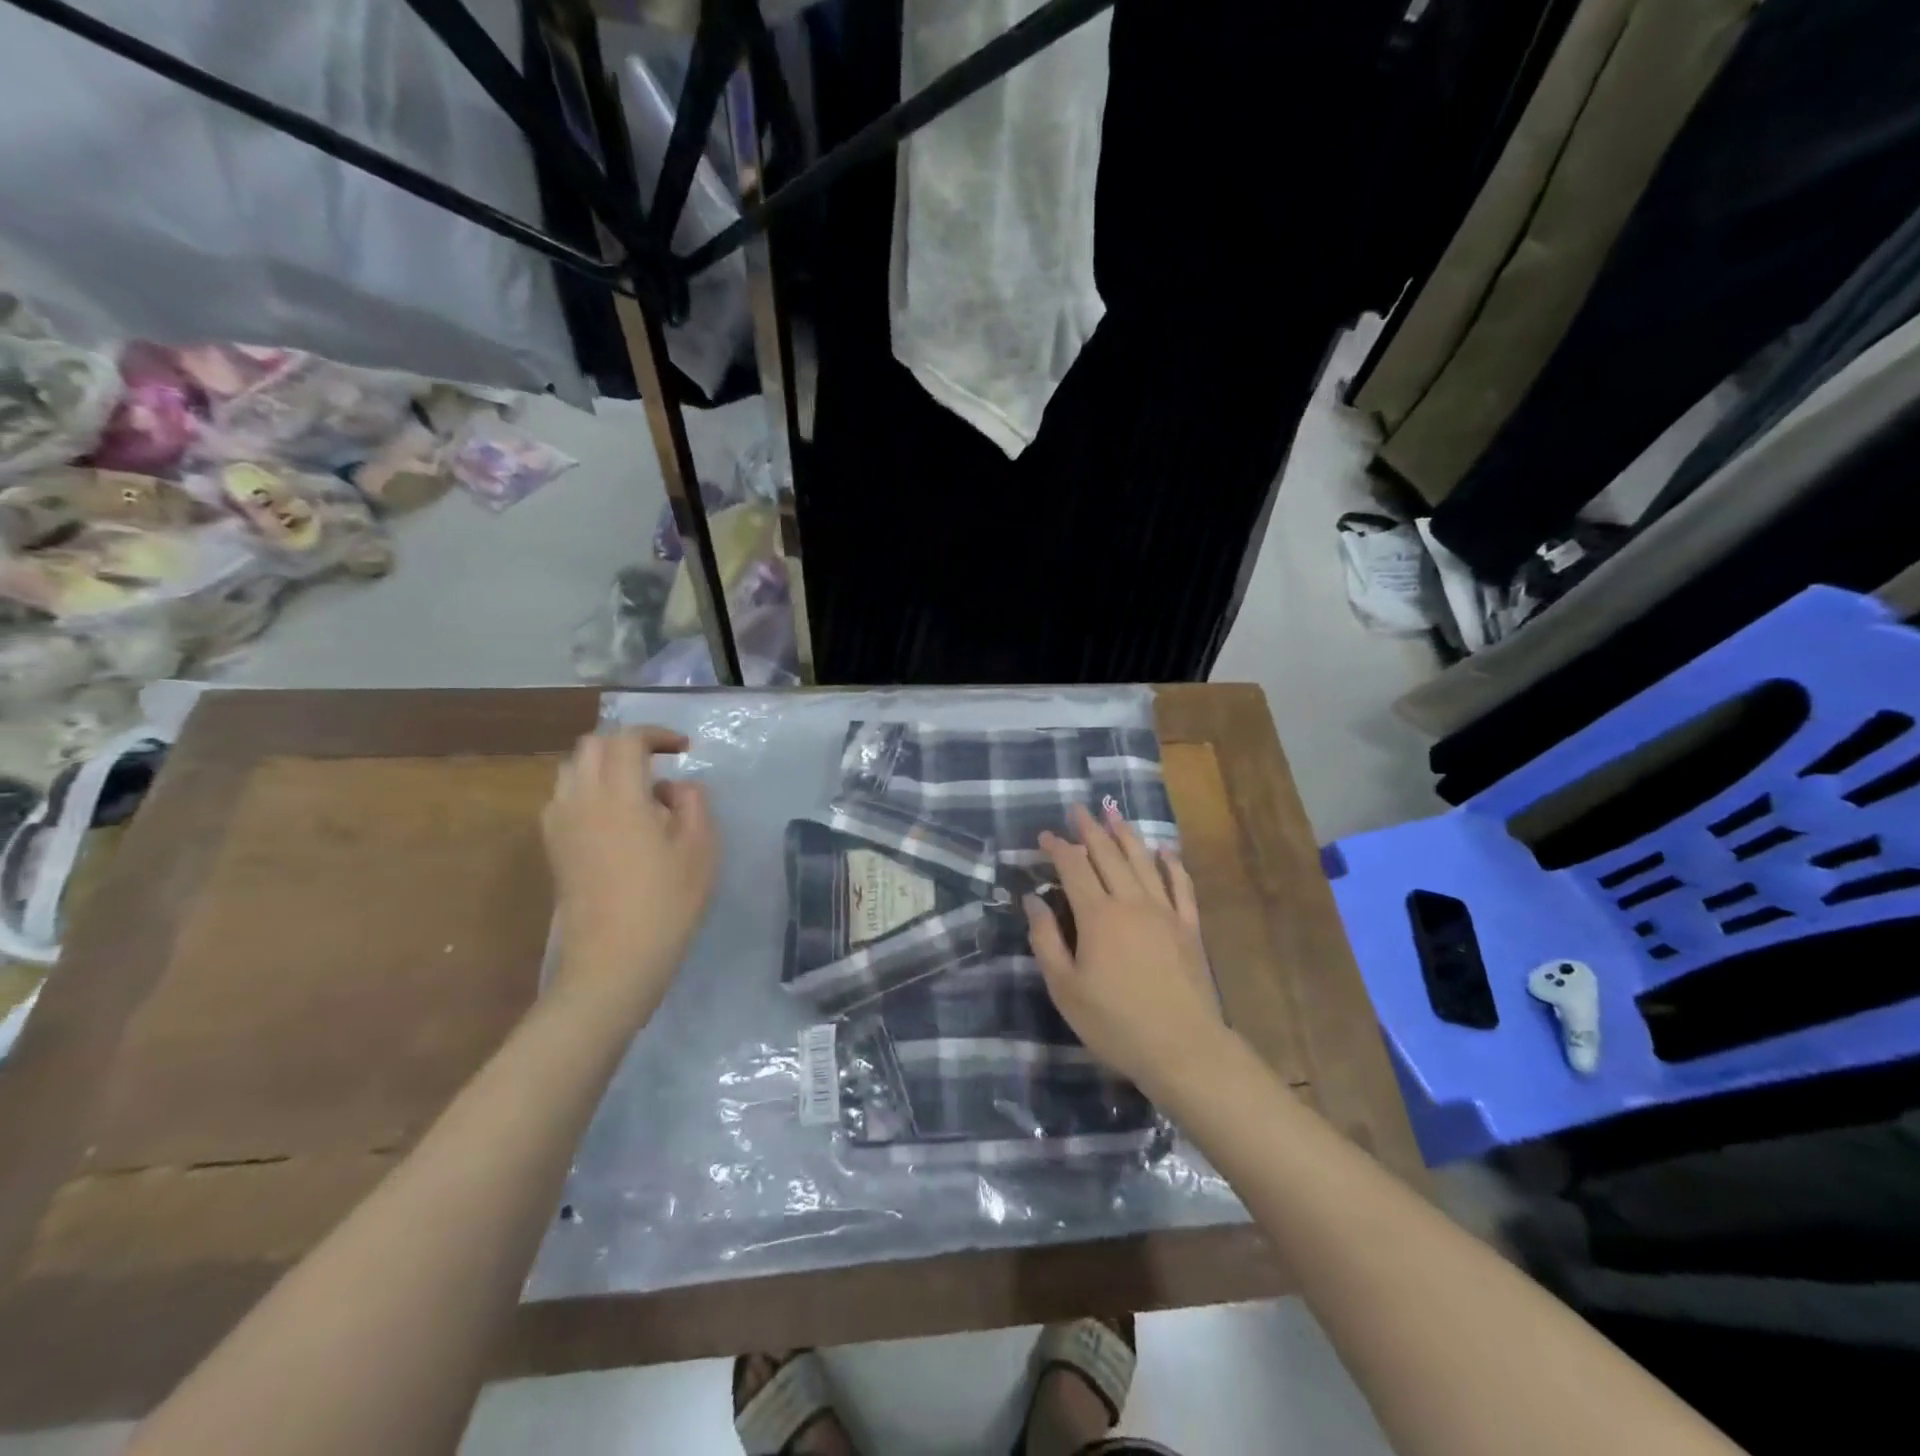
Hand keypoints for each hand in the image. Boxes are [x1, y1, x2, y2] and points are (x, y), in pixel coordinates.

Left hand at [541, 727, 717, 1025]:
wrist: (613, 962)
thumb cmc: (666, 903)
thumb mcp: (700, 849)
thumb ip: (693, 803)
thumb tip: (675, 787)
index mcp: (619, 795)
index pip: (627, 740)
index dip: (656, 734)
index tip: (683, 748)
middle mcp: (580, 800)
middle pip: (592, 746)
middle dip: (626, 744)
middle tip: (660, 763)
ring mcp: (559, 824)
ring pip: (572, 769)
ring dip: (603, 765)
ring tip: (637, 789)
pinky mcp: (553, 848)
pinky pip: (564, 798)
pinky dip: (588, 790)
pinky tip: (615, 818)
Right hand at [1025, 803, 1227, 1096]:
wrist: (1182, 1047)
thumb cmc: (1114, 1022)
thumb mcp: (1065, 988)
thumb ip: (1046, 940)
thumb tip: (1032, 900)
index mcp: (1097, 915)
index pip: (1073, 868)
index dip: (1058, 848)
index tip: (1045, 835)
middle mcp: (1131, 902)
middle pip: (1108, 855)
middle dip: (1090, 830)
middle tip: (1078, 809)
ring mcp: (1165, 911)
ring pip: (1143, 861)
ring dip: (1126, 835)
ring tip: (1114, 813)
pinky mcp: (1189, 927)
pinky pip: (1181, 885)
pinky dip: (1171, 864)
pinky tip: (1165, 851)